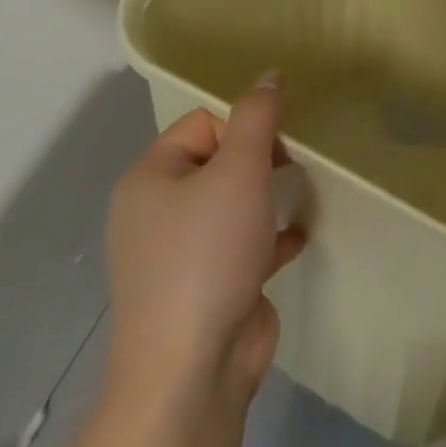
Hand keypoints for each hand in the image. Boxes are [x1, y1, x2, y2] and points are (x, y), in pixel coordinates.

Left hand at [103, 74, 305, 410]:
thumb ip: (258, 115)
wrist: (192, 371)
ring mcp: (178, 257)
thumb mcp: (240, 168)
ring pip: (231, 205)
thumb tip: (271, 75)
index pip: (203, 123)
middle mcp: (155, 215)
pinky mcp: (204, 291)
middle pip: (218, 161)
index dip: (243, 128)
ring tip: (294, 199)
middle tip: (287, 173)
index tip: (273, 150)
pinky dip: (268, 239)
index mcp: (149, 180)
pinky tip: (296, 238)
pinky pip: (241, 247)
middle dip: (259, 162)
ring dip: (266, 199)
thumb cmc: (209, 253)